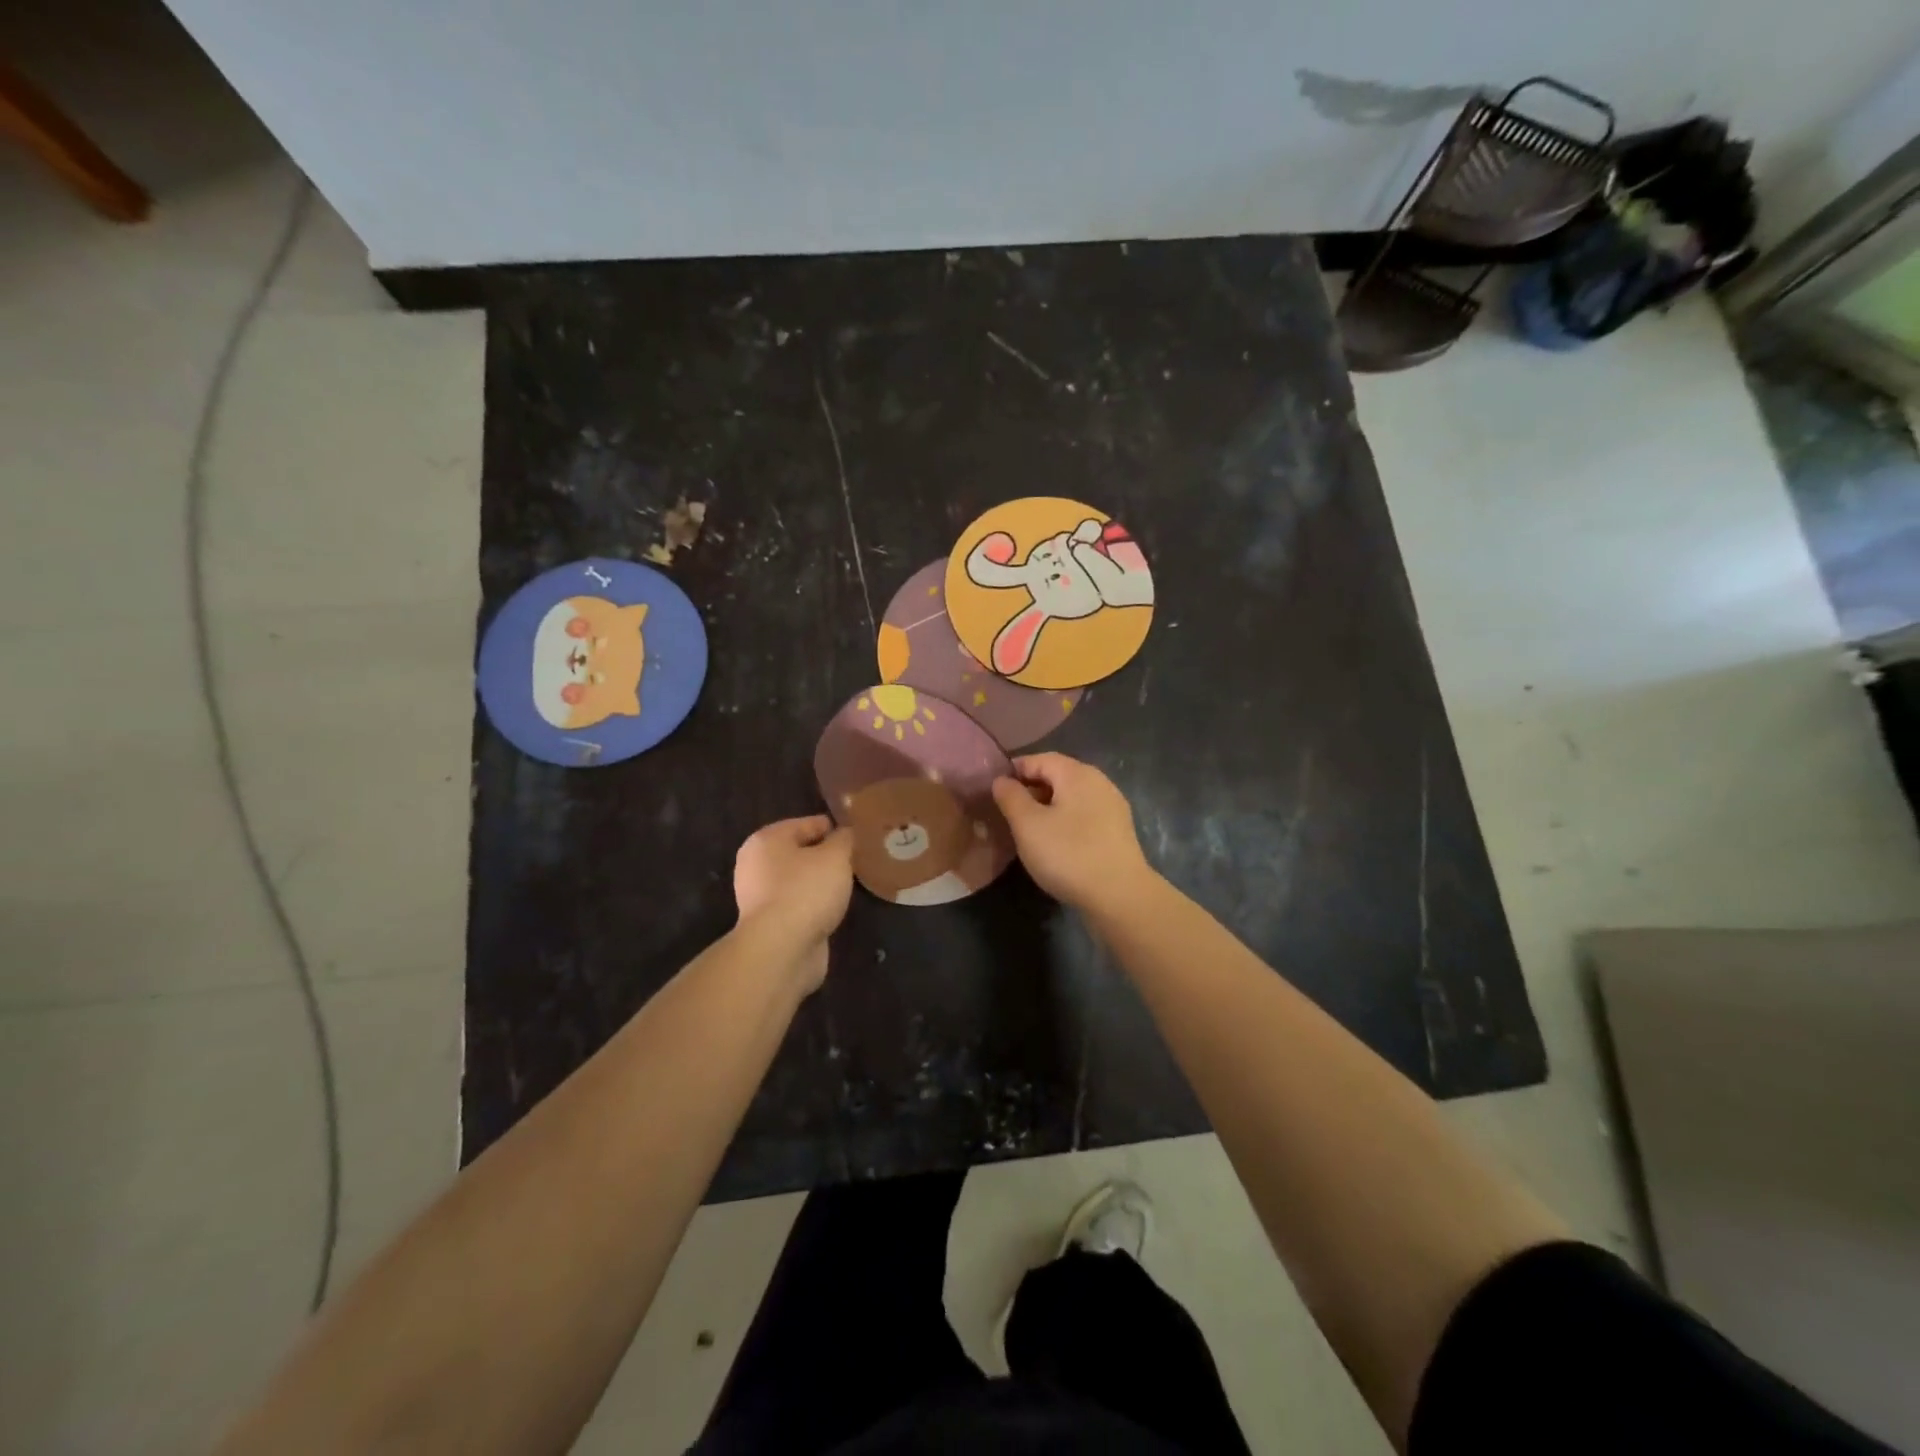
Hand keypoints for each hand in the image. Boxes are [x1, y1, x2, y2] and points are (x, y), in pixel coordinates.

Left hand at [733, 815, 854, 991]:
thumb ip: (843, 839)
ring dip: (820, 882)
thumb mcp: (835, 856)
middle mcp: (756, 865)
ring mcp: (759, 897)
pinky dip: (814, 904)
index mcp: (766, 840)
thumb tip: (845, 833)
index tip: (858, 835)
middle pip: (800, 852)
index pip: (806, 824)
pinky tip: (833, 908)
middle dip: (826, 856)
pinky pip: (797, 904)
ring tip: (849, 885)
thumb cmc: (806, 891)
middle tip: (855, 860)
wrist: (781, 950)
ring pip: (799, 880)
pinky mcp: (768, 924)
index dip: (834, 827)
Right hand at [990, 753, 1154, 913]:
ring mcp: (1112, 806)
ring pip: (1071, 797)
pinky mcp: (1118, 831)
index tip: (993, 791)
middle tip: (1007, 812)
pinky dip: (1064, 821)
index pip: (1039, 759)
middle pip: (1057, 776)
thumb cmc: (1068, 854)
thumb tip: (1001, 780)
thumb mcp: (1028, 825)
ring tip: (1027, 830)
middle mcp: (1099, 782)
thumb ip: (1011, 797)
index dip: (1014, 771)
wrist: (1120, 896)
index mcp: (1077, 773)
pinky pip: (1084, 815)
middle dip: (1030, 789)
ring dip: (1047, 807)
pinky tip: (1055, 843)